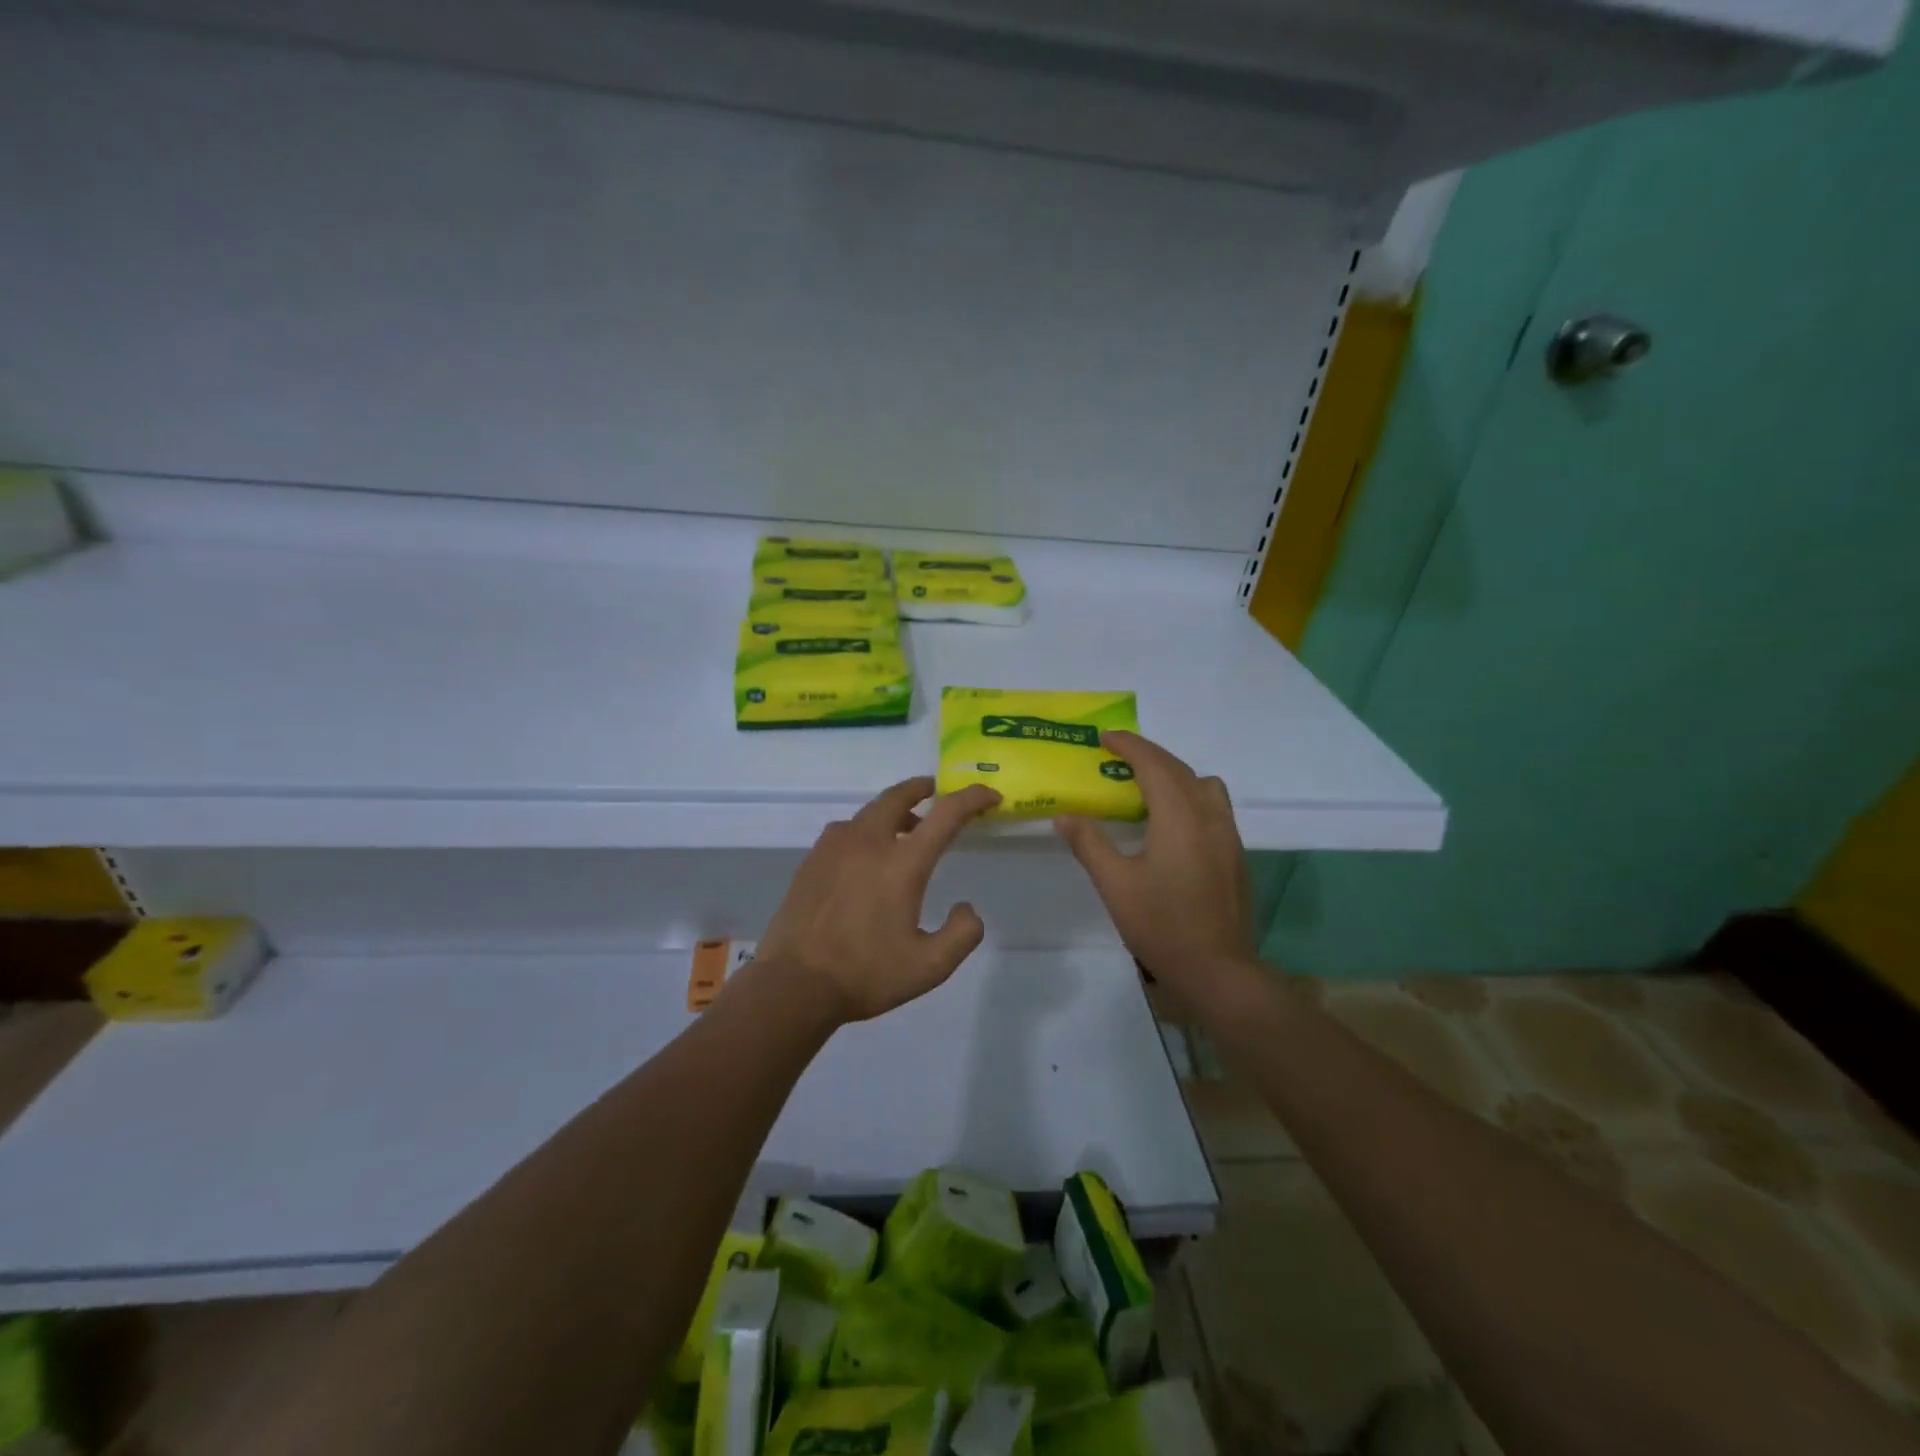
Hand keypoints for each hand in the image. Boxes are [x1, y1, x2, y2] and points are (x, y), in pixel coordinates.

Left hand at [760, 777, 1000, 1022]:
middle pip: (899, 795)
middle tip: (936, 791)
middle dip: (923, 788)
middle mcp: (868, 842)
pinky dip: (867, 829)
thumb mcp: (929, 967)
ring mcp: (834, 847)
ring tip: (905, 830)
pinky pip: (846, 830)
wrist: (793, 985)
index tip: (990, 796)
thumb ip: (961, 934)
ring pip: (870, 811)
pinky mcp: (812, 859)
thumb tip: (967, 908)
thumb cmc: (865, 974)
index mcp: (902, 863)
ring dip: (894, 810)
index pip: (946, 814)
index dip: (973, 798)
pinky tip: (866, 857)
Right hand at [1054, 732, 1253, 994]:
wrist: (1218, 970)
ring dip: (1174, 775)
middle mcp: (1209, 816)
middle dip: (1148, 755)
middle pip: (1179, 769)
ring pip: (1203, 785)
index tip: (1104, 738)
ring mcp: (1228, 835)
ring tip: (1145, 789)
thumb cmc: (1162, 926)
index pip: (1154, 764)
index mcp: (1180, 818)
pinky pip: (1212, 806)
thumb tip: (1065, 816)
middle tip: (1116, 758)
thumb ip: (1089, 843)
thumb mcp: (1115, 885)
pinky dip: (1188, 797)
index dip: (1128, 745)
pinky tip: (1169, 824)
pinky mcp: (1235, 854)